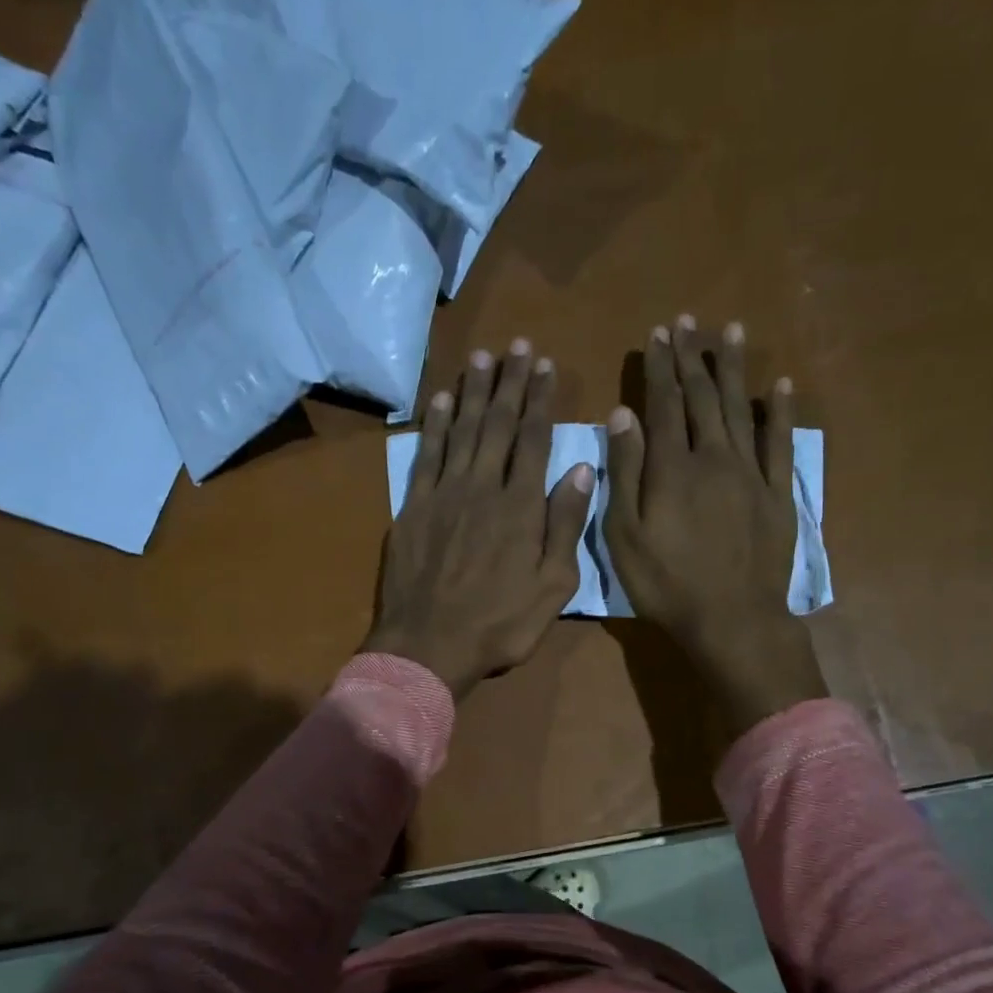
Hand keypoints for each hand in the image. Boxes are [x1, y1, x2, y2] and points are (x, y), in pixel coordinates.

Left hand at [364, 342, 594, 699]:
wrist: (429, 645)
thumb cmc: (500, 624)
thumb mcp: (553, 586)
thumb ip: (565, 526)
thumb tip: (580, 470)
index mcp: (521, 506)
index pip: (533, 439)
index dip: (540, 400)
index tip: (545, 366)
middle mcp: (482, 488)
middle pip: (497, 425)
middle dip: (509, 383)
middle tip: (516, 346)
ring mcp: (443, 495)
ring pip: (461, 431)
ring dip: (472, 393)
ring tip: (480, 358)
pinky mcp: (413, 508)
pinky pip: (425, 456)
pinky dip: (433, 425)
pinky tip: (439, 401)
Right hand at [605, 314, 827, 736]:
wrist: (731, 618)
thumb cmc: (667, 583)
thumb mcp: (625, 534)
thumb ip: (624, 472)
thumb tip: (622, 415)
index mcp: (672, 467)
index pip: (663, 404)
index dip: (659, 368)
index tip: (657, 335)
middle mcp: (713, 457)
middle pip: (702, 397)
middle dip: (691, 359)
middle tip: (687, 323)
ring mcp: (750, 474)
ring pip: (740, 409)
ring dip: (733, 370)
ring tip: (730, 332)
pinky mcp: (778, 494)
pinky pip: (780, 444)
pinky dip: (780, 412)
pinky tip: (780, 385)